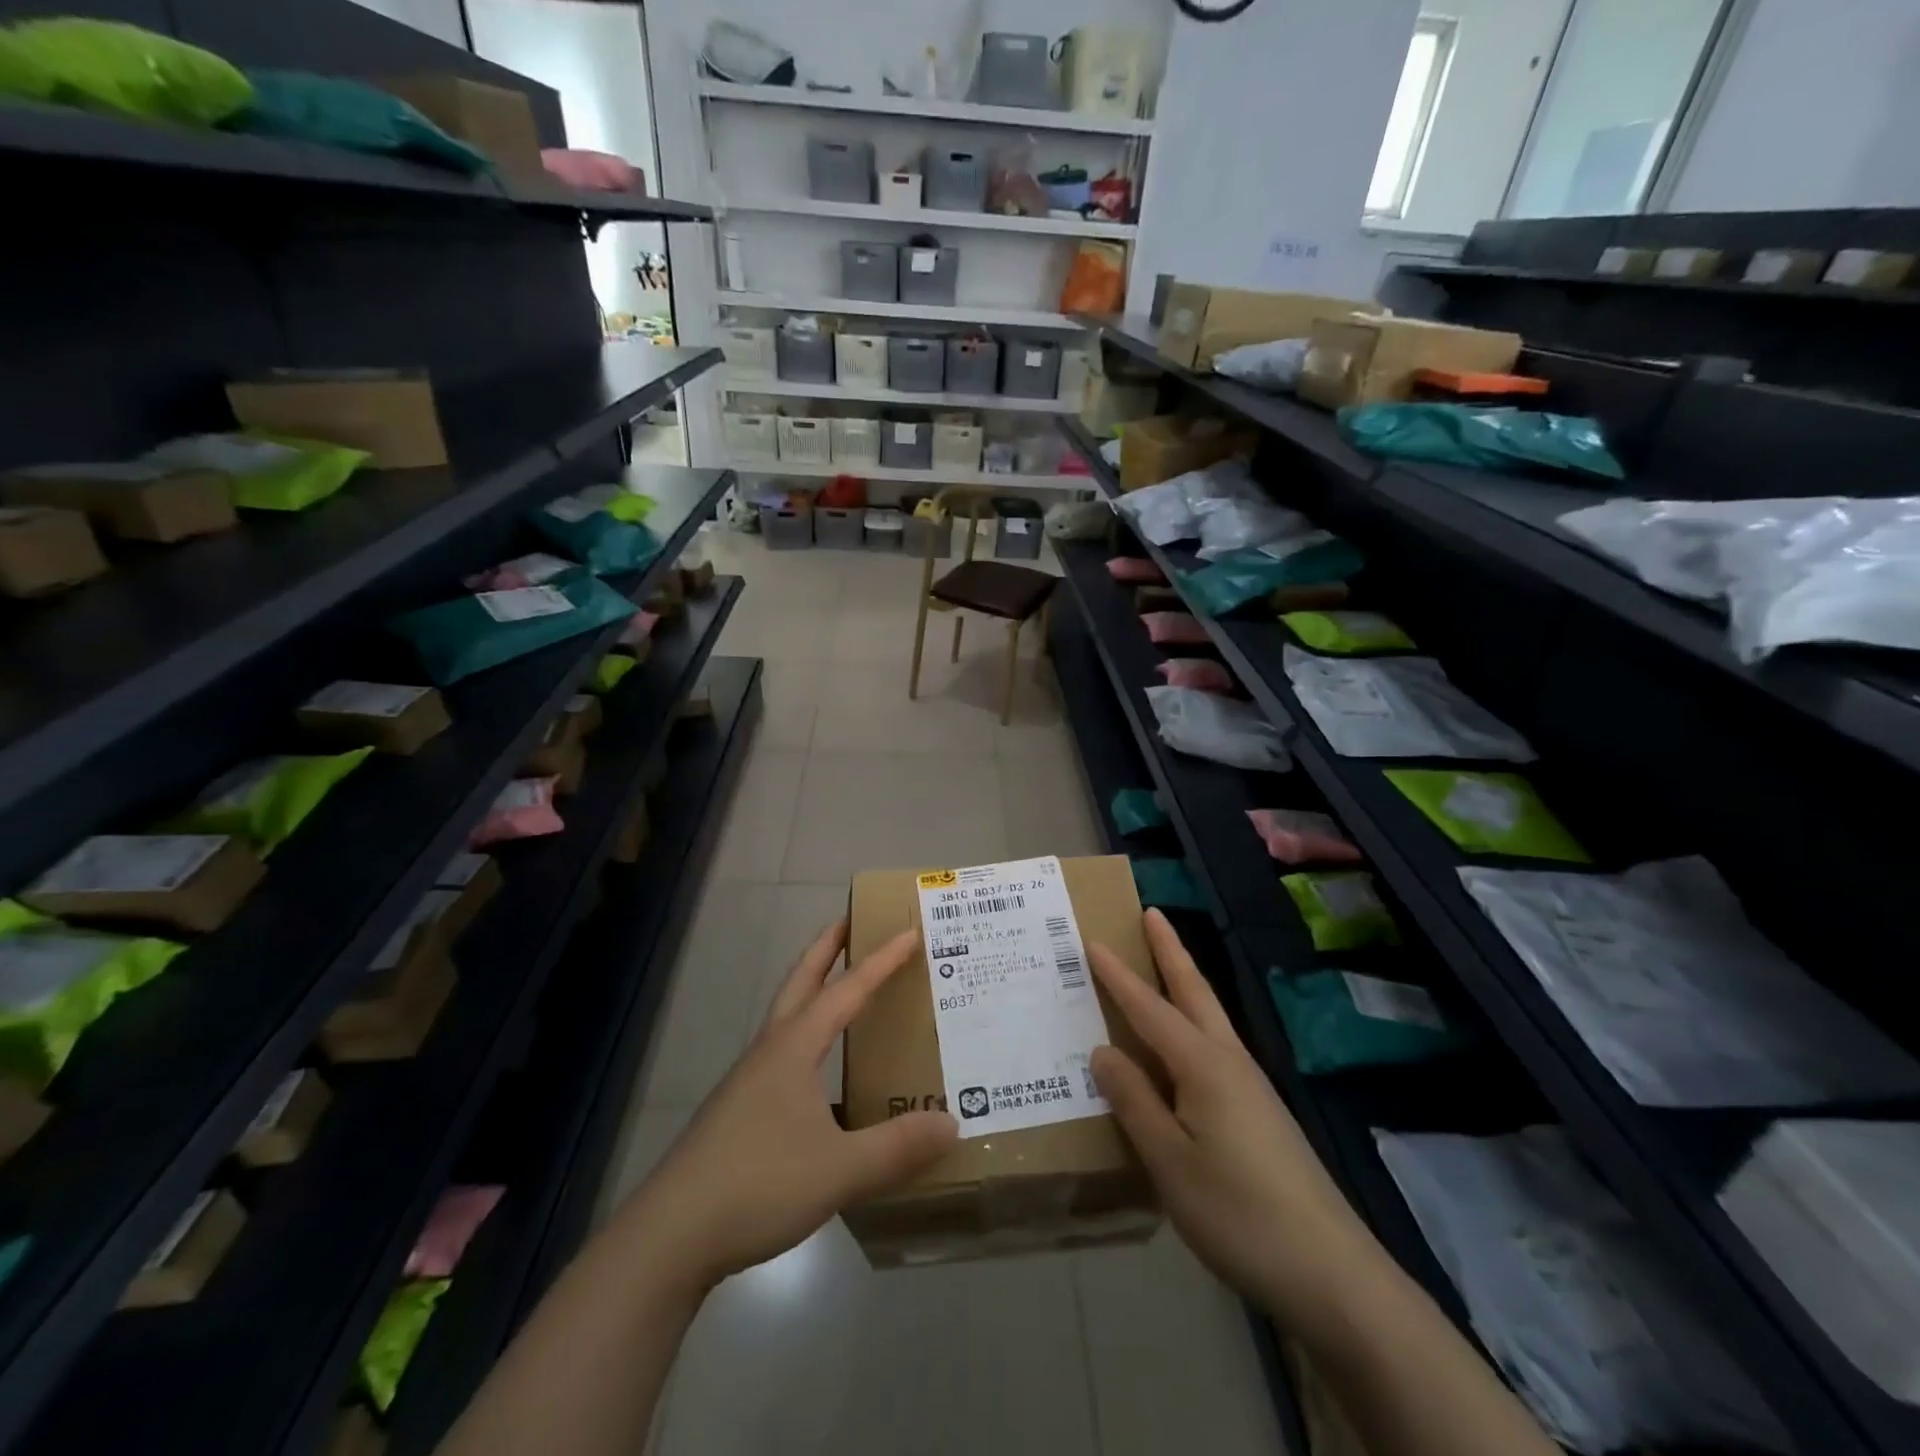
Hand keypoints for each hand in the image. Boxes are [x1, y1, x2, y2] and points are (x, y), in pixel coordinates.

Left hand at [615, 922, 957, 1293]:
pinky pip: (782, 1057)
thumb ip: (897, 1147)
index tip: (908, 931)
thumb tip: (951, 1123)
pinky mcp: (739, 1113)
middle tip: (851, 921)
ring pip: (787, 1018)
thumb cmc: (759, 1184)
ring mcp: (749, 1082)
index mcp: (794, 1047)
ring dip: (813, 991)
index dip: (880, 961)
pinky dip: (807, 1042)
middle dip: (826, 948)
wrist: (671, 1235)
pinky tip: (824, 1080)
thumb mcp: (840, 1169)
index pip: (847, 990)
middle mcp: (770, 1052)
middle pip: (800, 981)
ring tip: (843, 992)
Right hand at [1090, 910, 1371, 1319]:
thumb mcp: (1170, 1162)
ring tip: (1161, 966)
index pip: (1149, 1008)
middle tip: (1151, 913)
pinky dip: (1192, 1026)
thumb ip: (1134, 1102)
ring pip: (1209, 1017)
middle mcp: (1229, 1061)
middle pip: (1194, 991)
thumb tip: (1104, 1050)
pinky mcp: (1260, 1112)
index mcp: (1202, 1065)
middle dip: (1170, 951)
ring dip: (1184, 982)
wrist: (1332, 1272)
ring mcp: (1250, 1086)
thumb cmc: (1239, 1212)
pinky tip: (1181, 1050)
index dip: (1118, 975)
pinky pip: (1215, 1049)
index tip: (1091, 940)